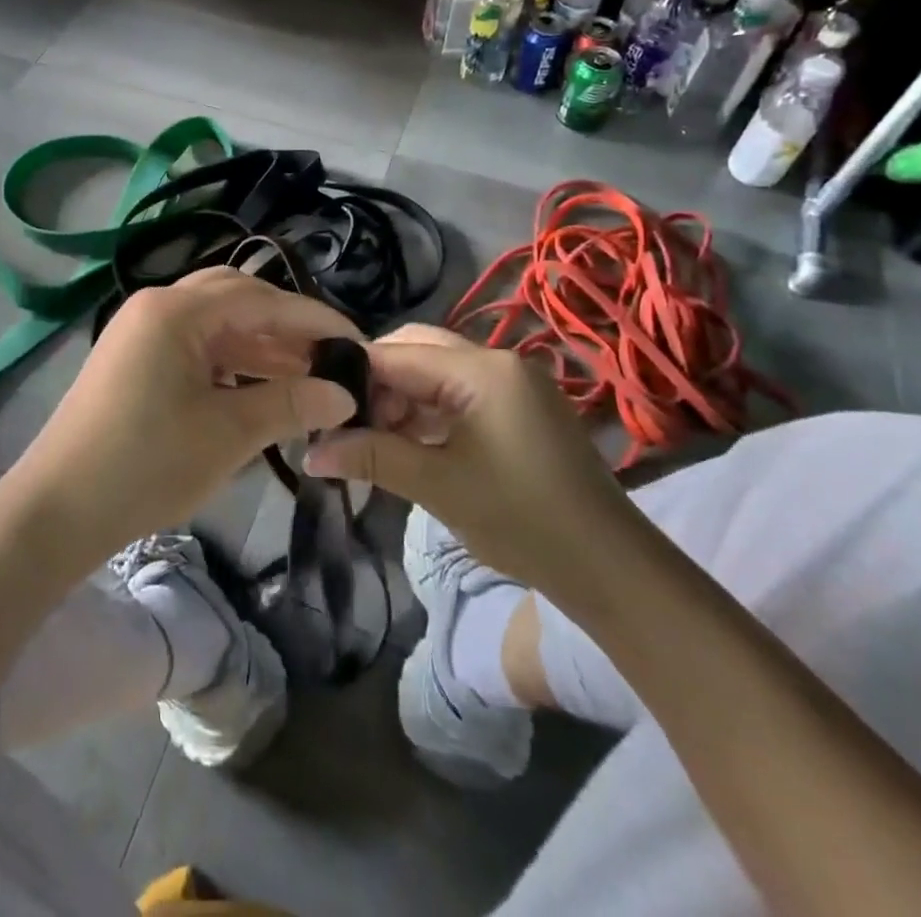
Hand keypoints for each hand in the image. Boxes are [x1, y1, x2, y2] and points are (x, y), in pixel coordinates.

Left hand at [2, 269, 361, 571]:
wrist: (57, 510)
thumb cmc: (147, 465)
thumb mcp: (227, 434)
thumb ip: (290, 405)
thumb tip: (345, 395)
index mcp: (175, 310)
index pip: (261, 300)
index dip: (314, 320)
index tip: (357, 342)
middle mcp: (156, 305)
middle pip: (236, 298)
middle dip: (285, 326)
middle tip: (328, 357)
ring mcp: (140, 330)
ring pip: (215, 323)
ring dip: (259, 345)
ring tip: (303, 377)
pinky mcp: (134, 358)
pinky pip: (194, 345)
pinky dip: (230, 361)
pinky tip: (258, 387)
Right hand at [301, 325, 640, 607]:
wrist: (610, 567)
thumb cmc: (521, 519)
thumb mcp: (438, 485)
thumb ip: (372, 457)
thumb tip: (309, 453)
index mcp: (482, 369)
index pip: (398, 354)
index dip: (354, 375)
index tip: (318, 401)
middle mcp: (498, 362)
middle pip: (418, 352)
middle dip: (377, 384)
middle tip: (346, 423)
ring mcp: (514, 384)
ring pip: (437, 373)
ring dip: (402, 400)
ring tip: (371, 440)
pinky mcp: (520, 408)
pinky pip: (460, 394)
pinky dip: (430, 413)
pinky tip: (408, 444)